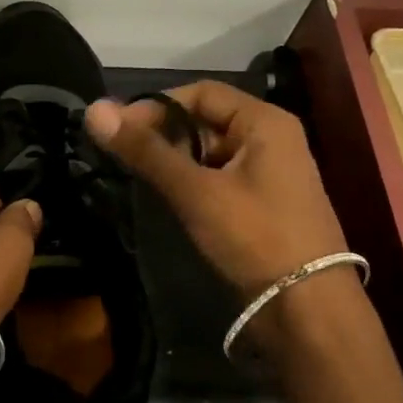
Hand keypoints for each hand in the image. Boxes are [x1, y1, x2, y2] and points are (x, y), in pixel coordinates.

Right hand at [85, 81, 350, 301]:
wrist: (308, 310)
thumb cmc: (255, 237)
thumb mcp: (196, 191)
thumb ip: (146, 151)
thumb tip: (94, 109)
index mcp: (265, 122)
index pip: (201, 92)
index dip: (157, 106)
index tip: (120, 130)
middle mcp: (272, 139)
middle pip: (207, 120)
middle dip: (166, 135)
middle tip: (126, 157)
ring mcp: (271, 173)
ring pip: (212, 152)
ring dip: (178, 161)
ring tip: (143, 179)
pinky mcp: (265, 204)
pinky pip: (222, 178)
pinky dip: (195, 182)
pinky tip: (172, 201)